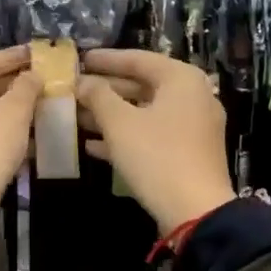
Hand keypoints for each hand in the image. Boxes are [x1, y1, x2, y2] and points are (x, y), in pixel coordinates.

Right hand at [77, 50, 235, 235]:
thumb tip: (82, 82)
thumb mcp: (120, 123)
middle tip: (74, 90)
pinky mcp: (188, 152)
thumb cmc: (157, 156)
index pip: (138, 59)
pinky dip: (126, 136)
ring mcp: (193, 126)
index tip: (79, 60)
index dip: (105, 60)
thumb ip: (98, 96)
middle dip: (105, 90)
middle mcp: (193, 96)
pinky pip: (152, 134)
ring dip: (110, 115)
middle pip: (142, 85)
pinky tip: (93, 145)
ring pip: (144, 112)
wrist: (195, 211)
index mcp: (181, 79)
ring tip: (76, 117)